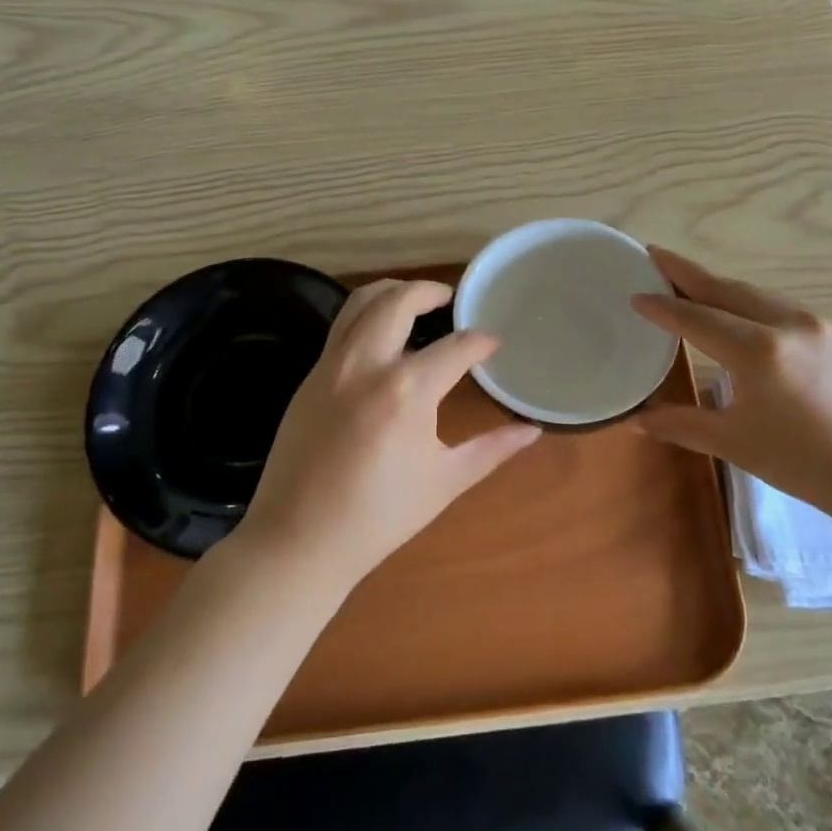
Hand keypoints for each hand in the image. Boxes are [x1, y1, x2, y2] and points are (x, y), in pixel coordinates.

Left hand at [235, 279, 541, 592]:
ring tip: (415, 301)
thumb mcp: (445, 482)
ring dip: (393, 291)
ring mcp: (331, 365)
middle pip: (399, 300)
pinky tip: (382, 336)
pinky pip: (341, 326)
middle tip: (451, 300)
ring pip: (361, 302)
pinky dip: (366, 314)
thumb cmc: (380, 516)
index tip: (494, 344)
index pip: (456, 347)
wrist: (299, 540)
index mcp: (407, 390)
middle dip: (430, 291)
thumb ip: (493, 449)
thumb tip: (532, 430)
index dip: (481, 341)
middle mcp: (366, 364)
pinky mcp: (310, 375)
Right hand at [631, 248, 831, 528]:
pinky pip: (781, 306)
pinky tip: (740, 313)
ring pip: (756, 293)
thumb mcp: (736, 445)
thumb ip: (682, 424)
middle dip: (687, 272)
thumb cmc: (808, 467)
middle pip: (726, 288)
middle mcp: (789, 323)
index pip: (697, 318)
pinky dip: (750, 302)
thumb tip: (638, 419)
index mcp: (759, 352)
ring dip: (719, 286)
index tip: (635, 293)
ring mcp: (819, 323)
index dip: (662, 306)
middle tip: (654, 256)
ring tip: (689, 282)